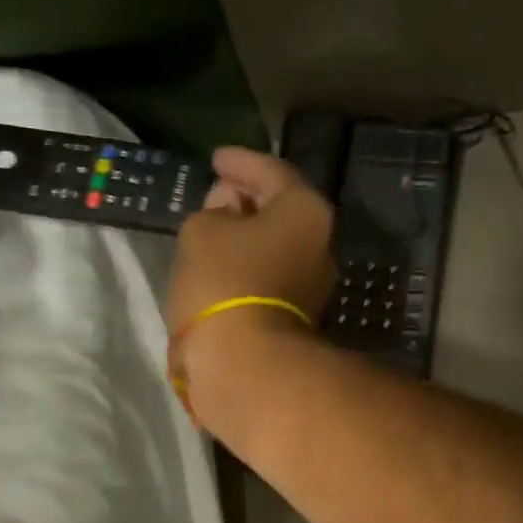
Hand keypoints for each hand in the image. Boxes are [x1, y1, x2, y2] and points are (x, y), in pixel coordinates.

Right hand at [168, 147, 333, 337]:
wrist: (246, 363)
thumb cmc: (225, 282)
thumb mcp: (202, 230)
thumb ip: (214, 210)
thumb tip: (229, 214)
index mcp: (306, 212)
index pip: (272, 172)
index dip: (240, 162)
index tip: (215, 159)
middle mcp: (320, 246)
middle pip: (280, 211)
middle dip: (246, 200)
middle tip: (215, 193)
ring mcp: (312, 287)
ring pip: (275, 248)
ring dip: (246, 238)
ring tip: (212, 232)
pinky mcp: (296, 319)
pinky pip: (268, 278)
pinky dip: (246, 268)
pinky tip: (221, 268)